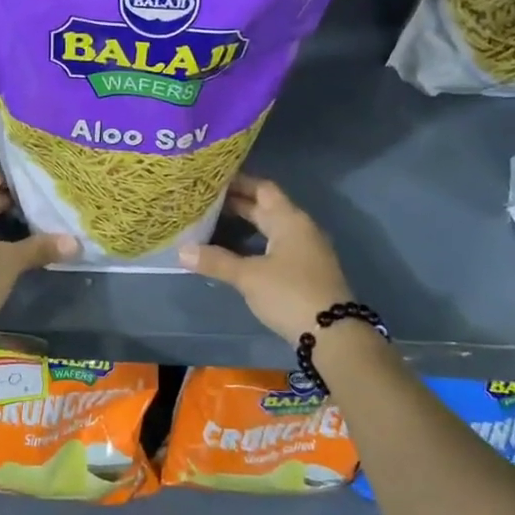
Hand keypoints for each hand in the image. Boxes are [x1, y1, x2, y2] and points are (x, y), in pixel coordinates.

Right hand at [180, 176, 353, 342]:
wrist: (333, 334)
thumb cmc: (290, 294)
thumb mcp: (249, 276)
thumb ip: (216, 261)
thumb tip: (181, 250)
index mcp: (289, 220)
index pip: (262, 188)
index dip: (238, 182)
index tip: (212, 180)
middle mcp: (300, 228)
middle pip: (267, 207)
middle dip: (237, 204)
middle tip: (205, 201)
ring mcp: (306, 250)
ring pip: (271, 228)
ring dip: (246, 224)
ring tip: (214, 224)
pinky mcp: (306, 271)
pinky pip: (276, 246)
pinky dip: (255, 243)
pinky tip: (236, 253)